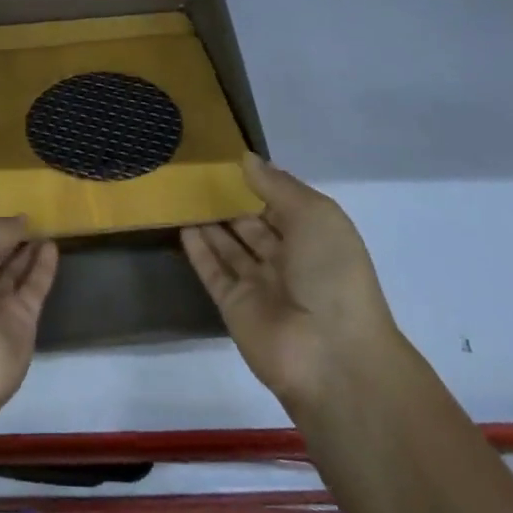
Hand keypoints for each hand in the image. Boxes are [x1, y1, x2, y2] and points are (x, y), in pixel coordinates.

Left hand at [0, 218, 58, 412]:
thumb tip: (22, 222)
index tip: (12, 212)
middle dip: (9, 239)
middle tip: (36, 218)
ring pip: (12, 274)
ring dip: (28, 252)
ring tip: (49, 227)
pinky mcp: (18, 326)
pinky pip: (31, 291)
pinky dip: (42, 270)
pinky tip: (53, 247)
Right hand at [182, 154, 398, 408]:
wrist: (331, 356)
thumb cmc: (331, 274)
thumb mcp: (315, 215)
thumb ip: (277, 185)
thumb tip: (245, 158)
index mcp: (315, 237)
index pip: (281, 203)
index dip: (257, 181)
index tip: (227, 157)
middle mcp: (288, 260)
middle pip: (252, 224)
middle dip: (229, 200)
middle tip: (196, 171)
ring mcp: (259, 285)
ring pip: (229, 246)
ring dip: (210, 221)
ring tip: (181, 190)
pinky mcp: (234, 306)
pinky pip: (213, 271)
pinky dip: (198, 249)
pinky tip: (181, 224)